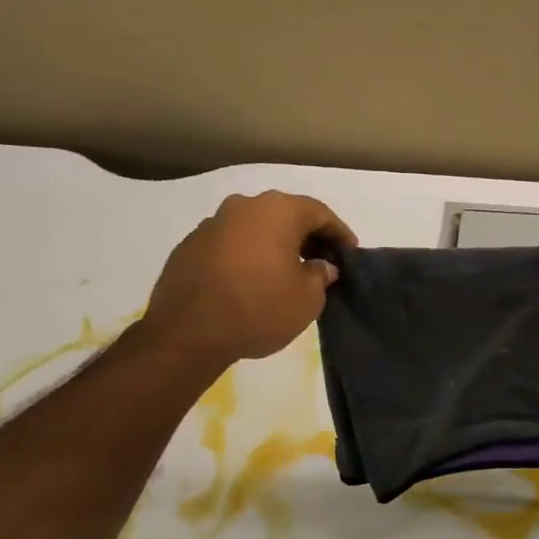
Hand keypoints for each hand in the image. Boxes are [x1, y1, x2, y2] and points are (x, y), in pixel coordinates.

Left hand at [139, 191, 356, 369]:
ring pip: (255, 229)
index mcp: (277, 211)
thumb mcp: (307, 298)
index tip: (350, 254)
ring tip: (286, 273)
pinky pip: (230, 245)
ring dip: (274, 246)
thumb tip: (320, 266)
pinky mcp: (189, 246)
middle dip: (306, 237)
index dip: (339, 234)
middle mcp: (243, 206)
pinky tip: (252, 282)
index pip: (319, 213)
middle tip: (322, 262)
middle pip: (285, 216)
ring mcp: (212, 224)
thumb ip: (320, 275)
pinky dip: (247, 257)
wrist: (188, 332)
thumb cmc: (259, 308)